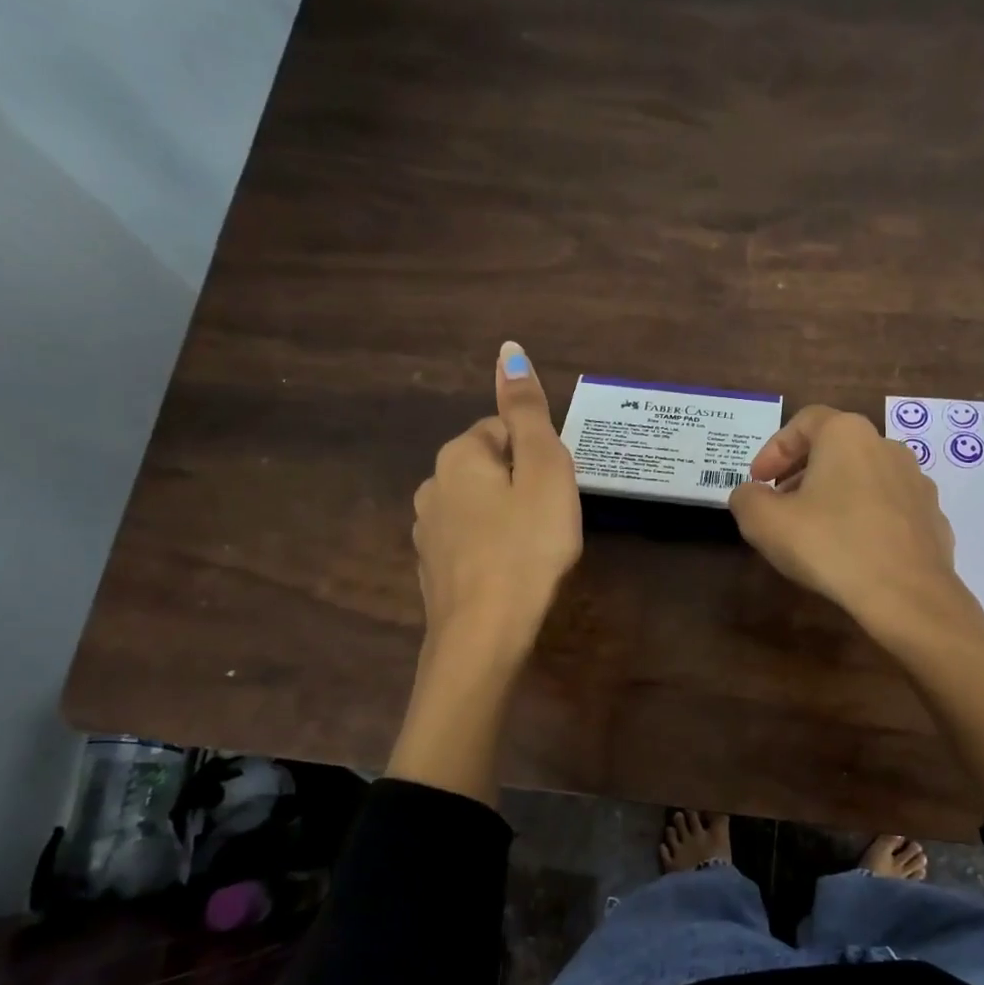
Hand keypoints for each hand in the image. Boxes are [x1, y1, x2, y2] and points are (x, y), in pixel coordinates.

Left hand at [410, 341, 581, 659]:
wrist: (484, 634)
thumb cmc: (527, 547)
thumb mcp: (544, 472)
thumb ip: (528, 412)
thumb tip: (509, 350)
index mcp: (458, 456)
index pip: (502, 430)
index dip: (538, 456)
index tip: (556, 490)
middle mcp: (432, 486)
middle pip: (488, 468)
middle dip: (521, 485)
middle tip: (551, 520)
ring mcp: (426, 531)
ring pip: (477, 507)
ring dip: (505, 517)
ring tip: (533, 550)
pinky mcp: (433, 569)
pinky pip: (469, 542)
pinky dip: (490, 548)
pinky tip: (509, 573)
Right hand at [728, 405, 969, 640]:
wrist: (907, 595)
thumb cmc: (830, 546)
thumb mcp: (764, 522)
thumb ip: (746, 499)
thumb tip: (750, 495)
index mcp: (847, 435)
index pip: (805, 421)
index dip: (774, 449)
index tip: (758, 481)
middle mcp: (887, 447)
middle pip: (836, 449)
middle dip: (802, 473)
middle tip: (780, 506)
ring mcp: (916, 483)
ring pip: (864, 478)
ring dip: (835, 496)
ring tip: (815, 531)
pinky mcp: (932, 518)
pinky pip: (888, 509)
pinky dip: (865, 520)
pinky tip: (852, 552)